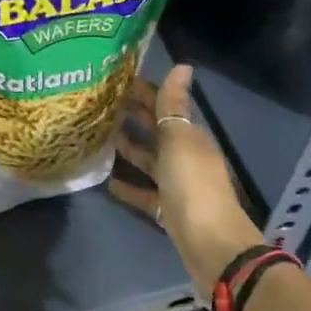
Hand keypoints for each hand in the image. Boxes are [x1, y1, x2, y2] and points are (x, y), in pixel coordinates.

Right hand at [109, 65, 261, 298]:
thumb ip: (174, 106)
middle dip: (132, 116)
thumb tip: (183, 65)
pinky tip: (107, 181)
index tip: (114, 80)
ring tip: (99, 136)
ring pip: (148, 160)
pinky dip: (128, 186)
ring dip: (128, 148)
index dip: (144, 92)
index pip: (165, 106)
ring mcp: (176, 185)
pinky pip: (144, 193)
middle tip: (99, 104)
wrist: (211, 244)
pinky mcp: (167, 210)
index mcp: (190, 136)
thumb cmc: (193, 185)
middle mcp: (185, 156)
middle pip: (156, 131)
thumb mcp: (180, 139)